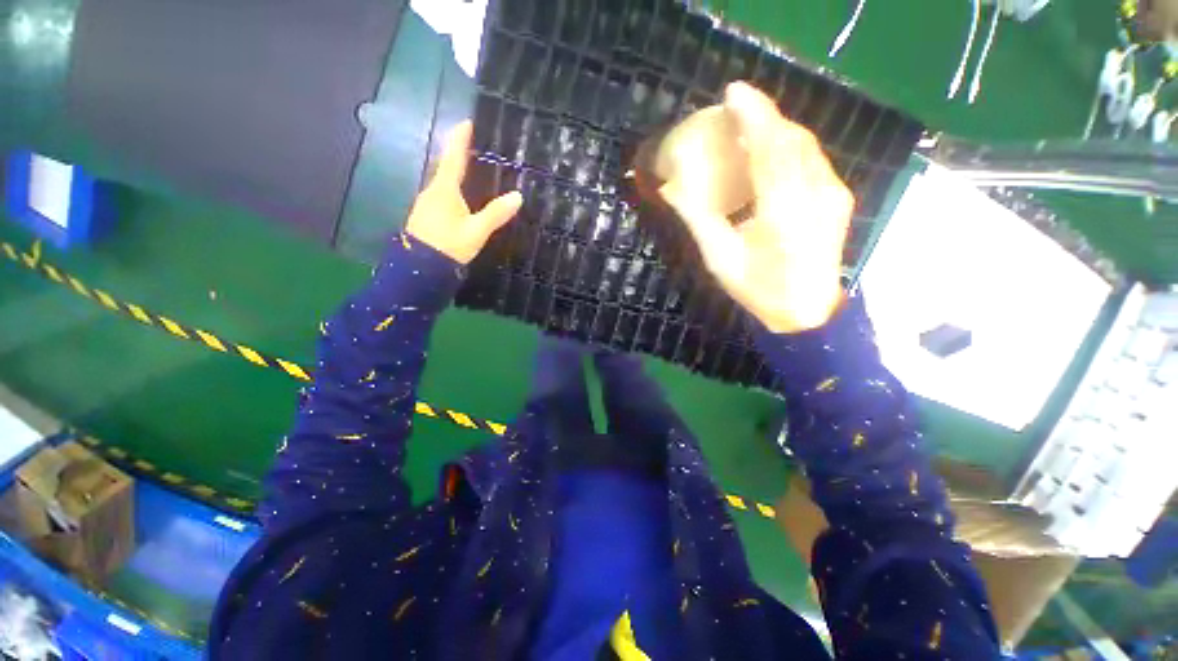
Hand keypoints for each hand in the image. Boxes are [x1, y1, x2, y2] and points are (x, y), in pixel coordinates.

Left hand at [406, 121, 522, 263]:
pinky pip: (441, 195)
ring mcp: (426, 204)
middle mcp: (432, 192)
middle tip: (471, 146)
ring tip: (469, 170)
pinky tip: (460, 198)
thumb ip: (496, 214)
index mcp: (444, 190)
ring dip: (454, 173)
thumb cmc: (449, 246)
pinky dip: (451, 189)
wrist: (420, 269)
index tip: (466, 121)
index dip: (460, 140)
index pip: (454, 159)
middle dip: (457, 155)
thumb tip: (517, 196)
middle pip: (446, 168)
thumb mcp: (476, 231)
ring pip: (442, 183)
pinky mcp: (426, 216)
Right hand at [660, 82, 852, 333]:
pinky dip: (790, 145)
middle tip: (735, 108)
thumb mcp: (720, 259)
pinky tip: (772, 149)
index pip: (770, 150)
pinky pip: (813, 159)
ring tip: (750, 123)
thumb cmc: (758, 290)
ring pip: (806, 146)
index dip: (753, 116)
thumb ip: (699, 220)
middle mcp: (815, 195)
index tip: (733, 93)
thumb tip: (672, 189)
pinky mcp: (838, 198)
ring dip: (777, 128)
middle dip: (764, 116)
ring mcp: (832, 195)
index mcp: (783, 212)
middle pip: (791, 140)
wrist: (806, 312)